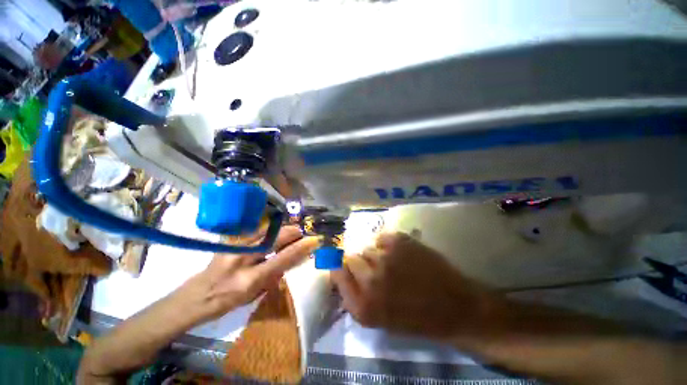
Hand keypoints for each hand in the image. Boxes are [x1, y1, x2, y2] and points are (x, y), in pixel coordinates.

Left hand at [180, 226, 320, 323]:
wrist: (196, 296)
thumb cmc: (227, 301)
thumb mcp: (254, 294)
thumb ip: (275, 275)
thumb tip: (293, 258)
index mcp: (250, 279)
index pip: (283, 258)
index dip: (302, 247)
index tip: (315, 240)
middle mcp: (243, 258)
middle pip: (276, 237)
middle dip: (294, 232)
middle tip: (304, 233)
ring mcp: (235, 246)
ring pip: (268, 229)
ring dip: (284, 228)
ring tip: (292, 231)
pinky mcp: (231, 240)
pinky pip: (257, 229)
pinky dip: (271, 228)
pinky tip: (276, 230)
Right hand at [331, 232, 500, 339]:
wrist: (454, 306)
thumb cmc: (416, 318)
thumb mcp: (379, 319)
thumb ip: (354, 297)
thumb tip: (339, 272)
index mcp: (362, 305)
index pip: (336, 273)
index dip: (340, 269)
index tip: (345, 268)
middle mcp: (370, 279)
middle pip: (350, 257)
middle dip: (359, 263)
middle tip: (373, 268)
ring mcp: (385, 257)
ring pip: (367, 247)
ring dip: (374, 254)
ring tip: (390, 262)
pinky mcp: (399, 241)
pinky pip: (380, 237)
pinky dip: (386, 244)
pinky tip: (399, 253)